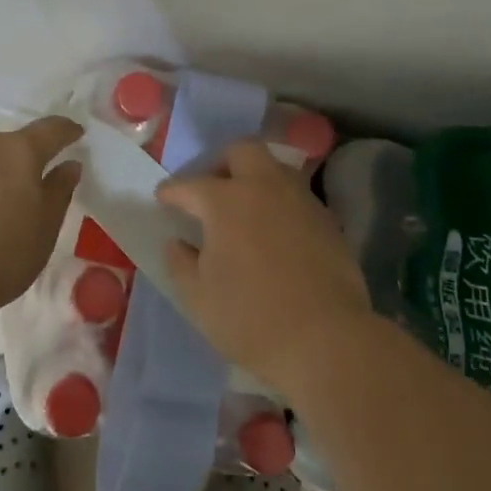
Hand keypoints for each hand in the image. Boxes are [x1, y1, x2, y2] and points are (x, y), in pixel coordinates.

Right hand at [157, 140, 370, 397]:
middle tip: (212, 190)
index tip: (163, 197)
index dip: (171, 191)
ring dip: (256, 180)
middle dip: (222, 163)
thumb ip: (181, 264)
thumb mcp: (199, 298)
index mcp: (225, 201)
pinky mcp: (327, 220)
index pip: (189, 185)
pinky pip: (297, 197)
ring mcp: (301, 200)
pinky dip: (280, 204)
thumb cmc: (251, 318)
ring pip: (275, 169)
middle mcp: (264, 187)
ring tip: (246, 209)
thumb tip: (177, 243)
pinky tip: (276, 233)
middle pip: (242, 151)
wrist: (326, 339)